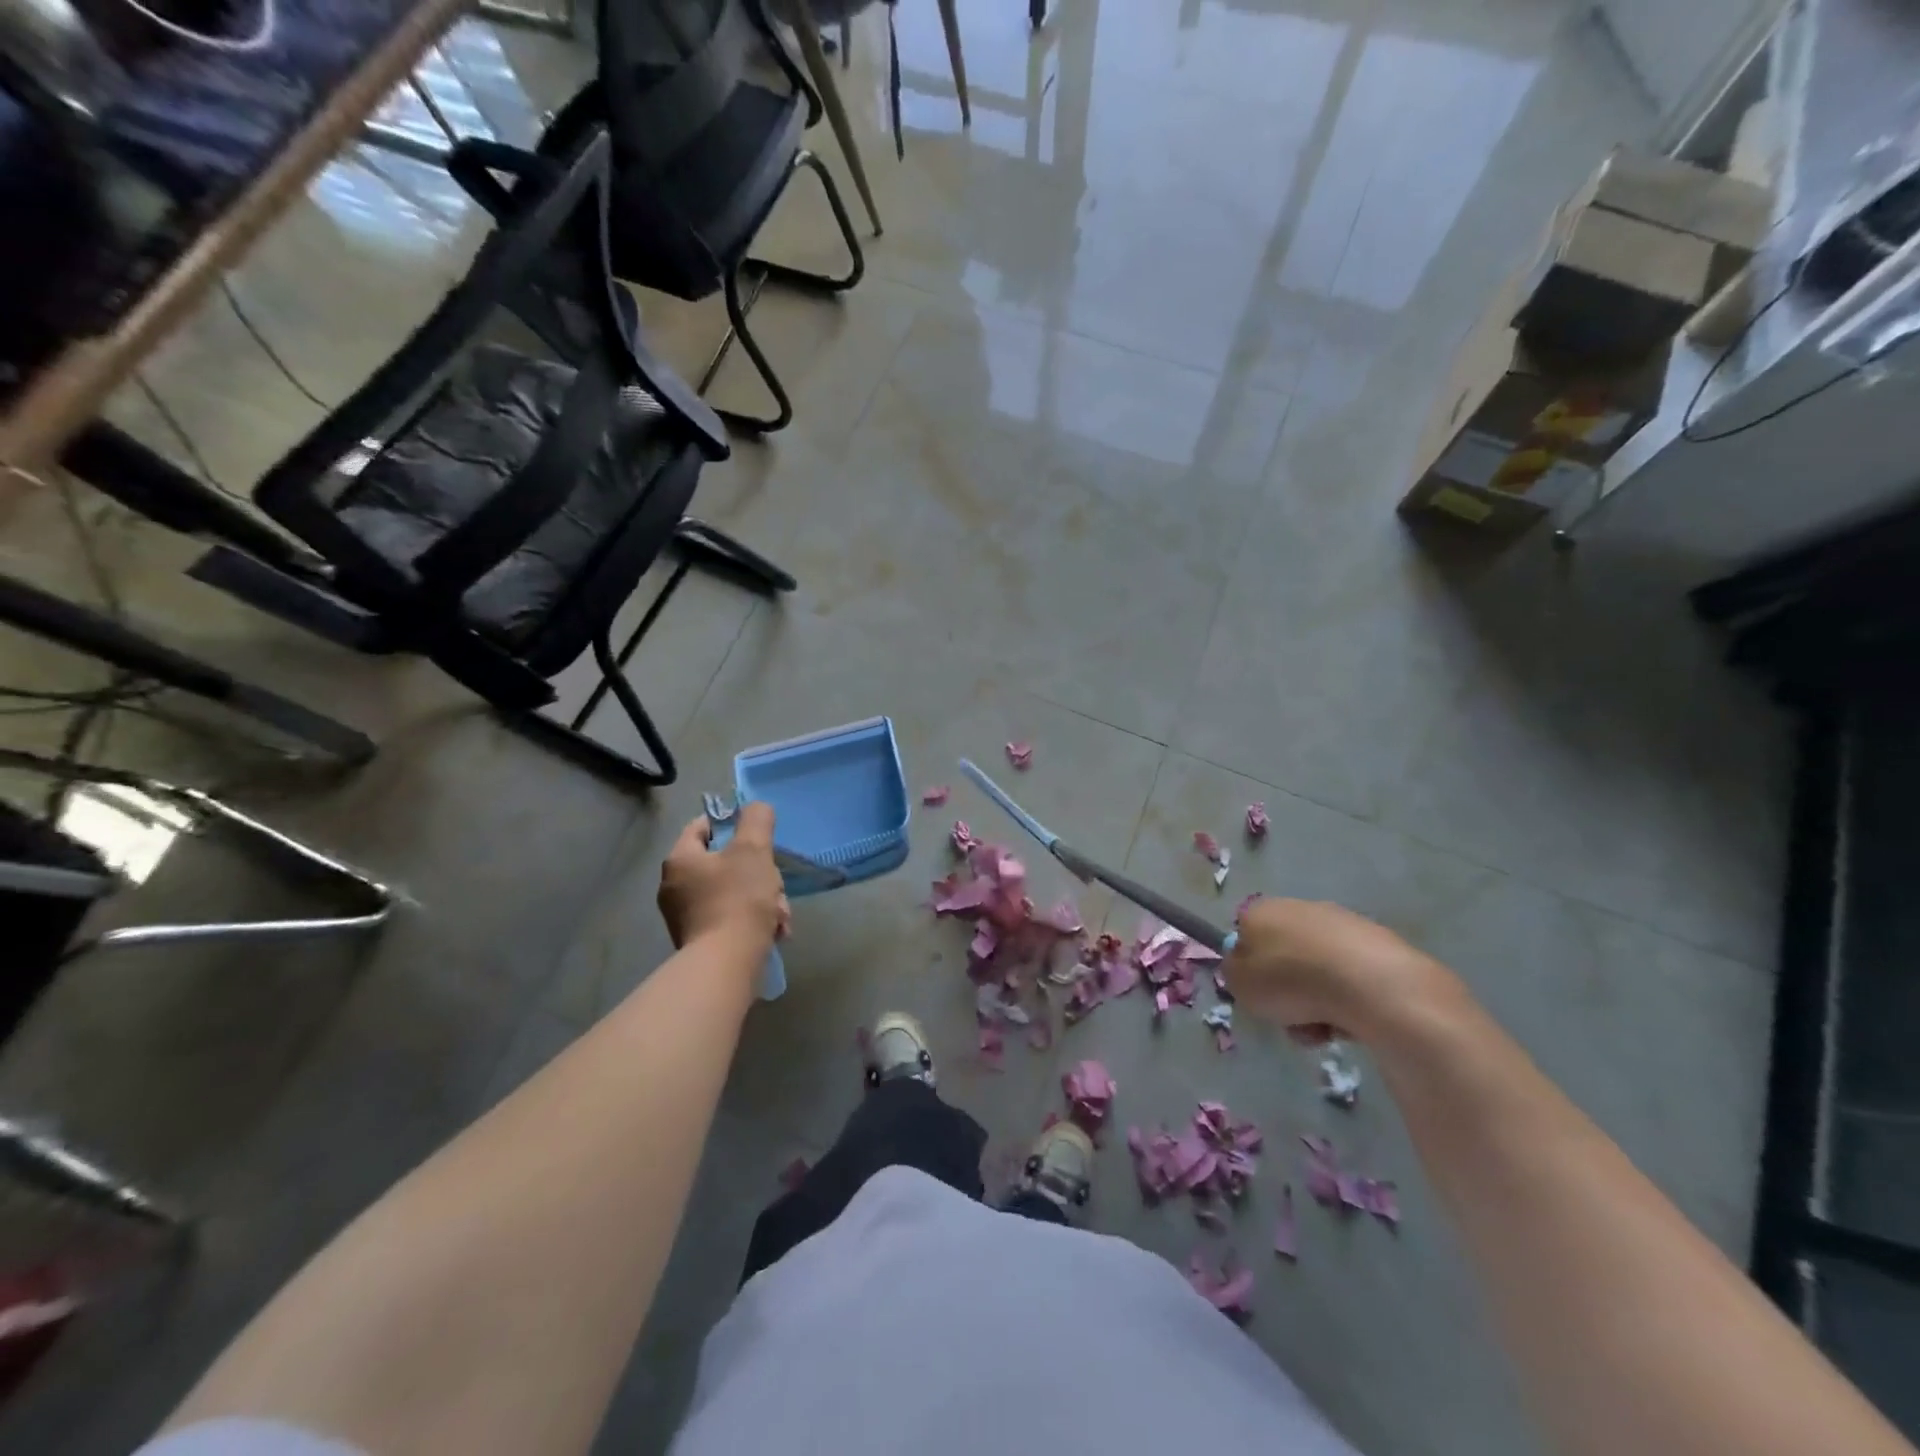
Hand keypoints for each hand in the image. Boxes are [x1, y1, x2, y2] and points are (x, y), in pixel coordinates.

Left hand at [658, 803, 790, 952]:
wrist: (726, 963)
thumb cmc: (738, 898)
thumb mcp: (753, 850)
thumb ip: (756, 821)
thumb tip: (756, 807)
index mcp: (680, 860)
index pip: (700, 827)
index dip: (729, 824)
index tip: (756, 834)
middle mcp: (674, 886)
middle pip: (722, 864)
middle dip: (757, 873)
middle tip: (776, 885)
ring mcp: (684, 917)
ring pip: (731, 893)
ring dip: (761, 899)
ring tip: (780, 916)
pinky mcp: (698, 941)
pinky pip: (729, 918)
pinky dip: (751, 921)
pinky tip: (773, 932)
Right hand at [1225, 898, 1458, 1043]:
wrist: (1369, 984)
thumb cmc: (1290, 980)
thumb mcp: (1238, 984)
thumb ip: (1233, 973)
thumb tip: (1245, 967)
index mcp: (1261, 910)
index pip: (1244, 935)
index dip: (1249, 968)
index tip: (1258, 994)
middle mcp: (1298, 907)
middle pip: (1283, 955)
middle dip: (1285, 988)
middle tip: (1289, 1016)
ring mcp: (1341, 923)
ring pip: (1316, 970)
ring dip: (1315, 1000)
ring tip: (1323, 1029)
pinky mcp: (1378, 944)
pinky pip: (1350, 978)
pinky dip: (1346, 1000)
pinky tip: (1351, 1021)